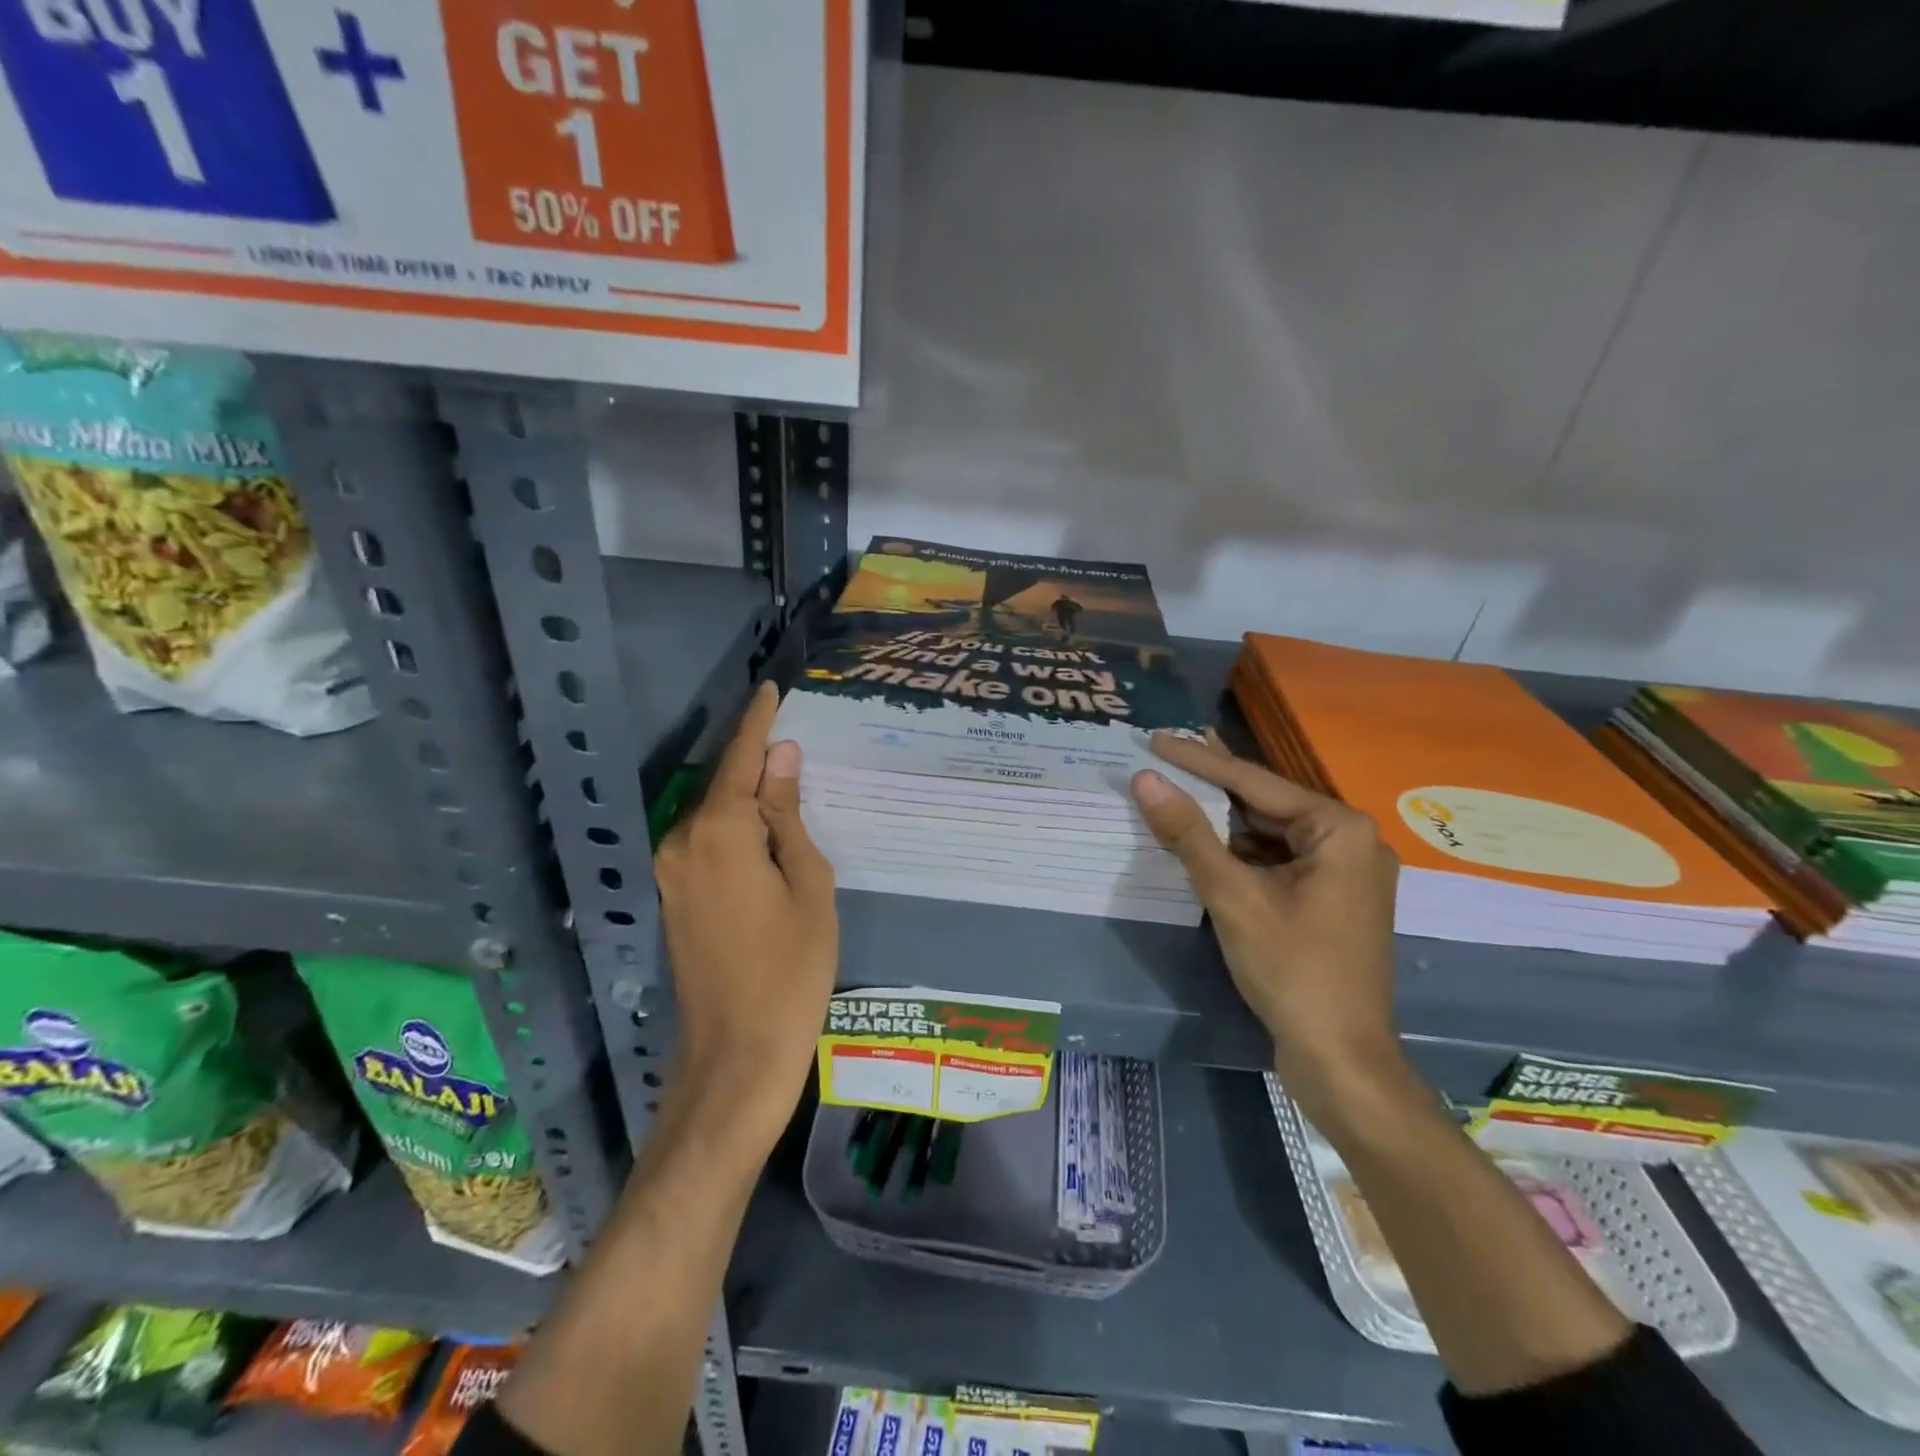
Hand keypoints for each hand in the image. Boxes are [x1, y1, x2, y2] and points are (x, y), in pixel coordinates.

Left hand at [655, 682, 837, 1143]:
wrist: (737, 1054)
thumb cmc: (791, 969)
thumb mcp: (808, 885)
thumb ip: (788, 816)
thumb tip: (782, 759)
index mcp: (719, 833)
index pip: (740, 759)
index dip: (757, 721)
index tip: (770, 687)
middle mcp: (682, 843)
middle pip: (723, 784)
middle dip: (756, 760)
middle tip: (795, 739)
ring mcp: (671, 873)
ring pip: (714, 815)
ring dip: (746, 796)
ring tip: (788, 782)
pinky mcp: (673, 897)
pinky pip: (706, 842)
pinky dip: (735, 826)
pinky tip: (764, 829)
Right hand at [1131, 732, 1402, 1116]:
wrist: (1341, 1060)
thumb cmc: (1292, 970)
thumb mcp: (1233, 896)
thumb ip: (1188, 833)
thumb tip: (1145, 779)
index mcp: (1339, 829)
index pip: (1254, 782)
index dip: (1199, 759)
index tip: (1156, 738)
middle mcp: (1351, 841)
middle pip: (1265, 804)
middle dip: (1212, 786)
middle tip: (1164, 755)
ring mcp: (1344, 873)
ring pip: (1270, 834)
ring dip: (1223, 821)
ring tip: (1175, 791)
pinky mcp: (1330, 900)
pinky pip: (1278, 861)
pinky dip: (1240, 853)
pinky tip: (1204, 842)